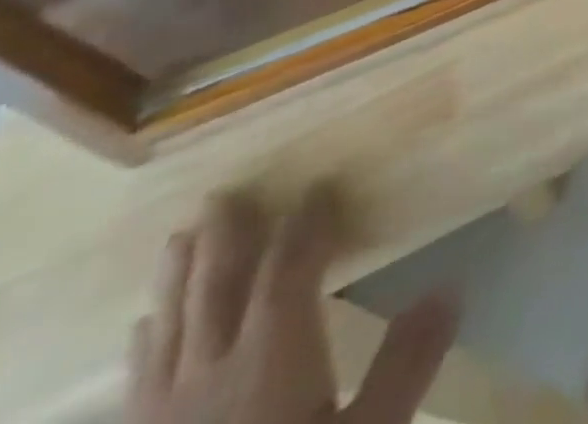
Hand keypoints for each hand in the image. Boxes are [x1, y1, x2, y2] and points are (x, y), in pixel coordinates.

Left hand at [126, 187, 456, 423]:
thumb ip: (405, 364)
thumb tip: (449, 287)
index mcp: (270, 360)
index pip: (288, 273)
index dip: (305, 226)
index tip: (318, 187)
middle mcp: (210, 375)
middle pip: (216, 293)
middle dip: (225, 241)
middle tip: (224, 195)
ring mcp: (163, 417)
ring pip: (169, 330)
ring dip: (177, 280)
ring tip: (178, 240)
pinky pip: (138, 382)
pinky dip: (145, 344)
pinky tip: (144, 328)